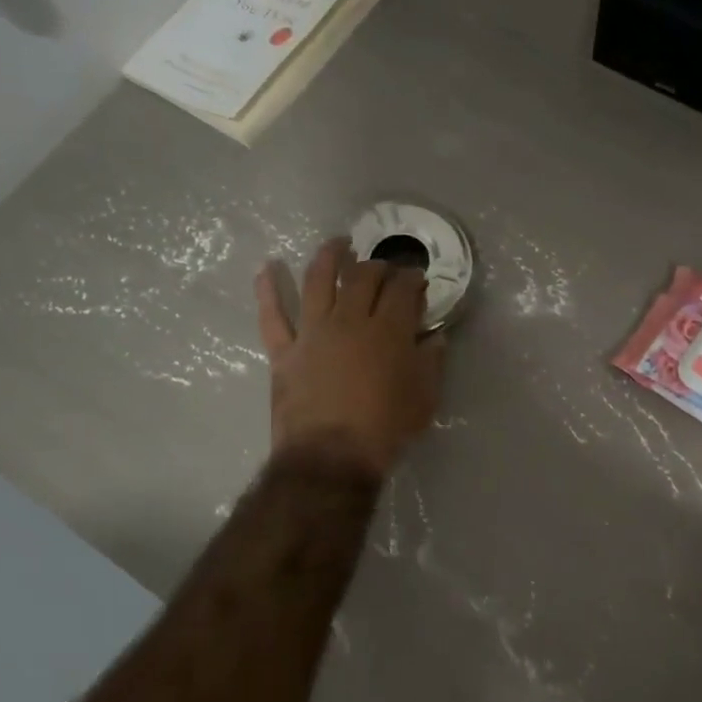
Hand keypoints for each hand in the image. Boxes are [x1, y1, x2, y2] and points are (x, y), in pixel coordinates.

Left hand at [255, 238, 445, 479]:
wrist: (331, 457)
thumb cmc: (385, 429)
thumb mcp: (424, 398)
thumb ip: (431, 362)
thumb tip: (435, 337)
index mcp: (388, 329)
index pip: (402, 289)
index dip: (411, 278)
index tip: (416, 278)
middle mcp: (349, 319)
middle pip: (362, 276)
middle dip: (377, 264)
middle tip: (383, 267)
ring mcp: (313, 332)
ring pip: (318, 281)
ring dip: (329, 257)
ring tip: (337, 245)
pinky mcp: (285, 351)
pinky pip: (272, 316)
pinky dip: (267, 290)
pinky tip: (266, 268)